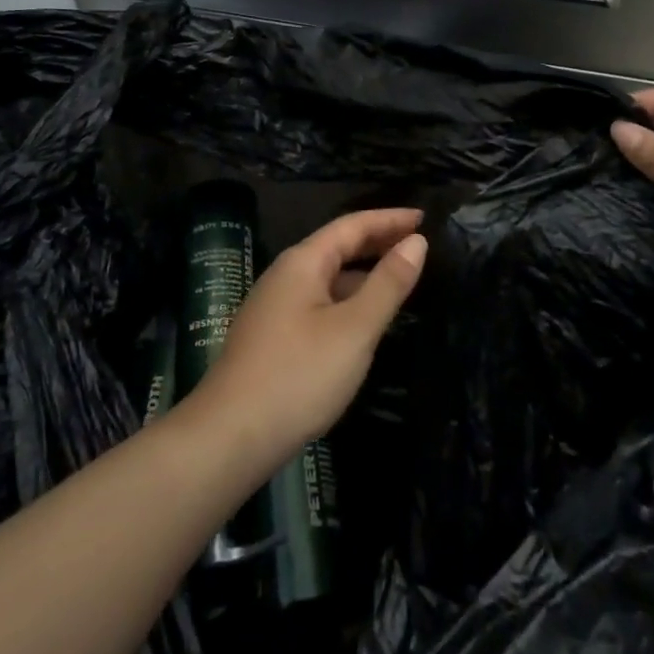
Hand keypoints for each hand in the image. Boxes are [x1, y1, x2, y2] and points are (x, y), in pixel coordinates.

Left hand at [188, 208, 426, 475]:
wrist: (229, 436)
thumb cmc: (299, 375)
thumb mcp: (354, 329)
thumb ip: (387, 283)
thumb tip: (416, 242)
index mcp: (303, 262)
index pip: (352, 225)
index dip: (389, 219)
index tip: (424, 216)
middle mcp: (285, 275)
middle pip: (337, 246)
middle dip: (377, 241)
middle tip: (418, 242)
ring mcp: (275, 307)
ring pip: (328, 277)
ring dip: (363, 272)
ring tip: (400, 277)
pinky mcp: (273, 337)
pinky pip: (319, 302)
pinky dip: (348, 298)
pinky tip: (364, 319)